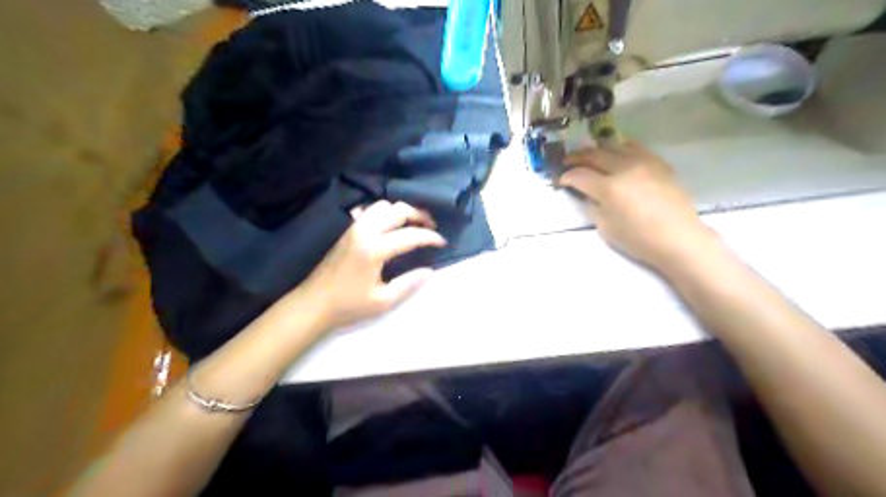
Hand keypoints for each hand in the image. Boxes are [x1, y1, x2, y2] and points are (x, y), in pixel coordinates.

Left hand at [299, 199, 450, 329]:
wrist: (313, 304)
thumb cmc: (348, 306)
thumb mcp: (383, 301)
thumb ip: (408, 284)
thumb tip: (429, 271)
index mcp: (375, 249)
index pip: (410, 235)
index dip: (430, 237)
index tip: (443, 243)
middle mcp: (365, 231)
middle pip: (398, 210)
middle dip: (419, 216)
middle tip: (431, 228)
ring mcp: (353, 228)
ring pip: (382, 206)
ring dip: (400, 212)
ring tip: (411, 226)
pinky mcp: (347, 231)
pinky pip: (369, 211)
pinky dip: (383, 213)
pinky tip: (388, 227)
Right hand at [563, 140, 714, 269]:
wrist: (679, 238)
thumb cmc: (639, 239)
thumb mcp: (606, 228)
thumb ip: (593, 207)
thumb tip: (588, 195)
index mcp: (609, 188)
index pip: (580, 175)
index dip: (566, 176)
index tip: (560, 180)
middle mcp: (624, 169)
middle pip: (594, 155)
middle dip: (577, 157)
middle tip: (567, 162)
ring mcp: (643, 162)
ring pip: (614, 146)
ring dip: (597, 149)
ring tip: (590, 155)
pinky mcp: (658, 163)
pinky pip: (635, 147)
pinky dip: (620, 148)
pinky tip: (616, 153)